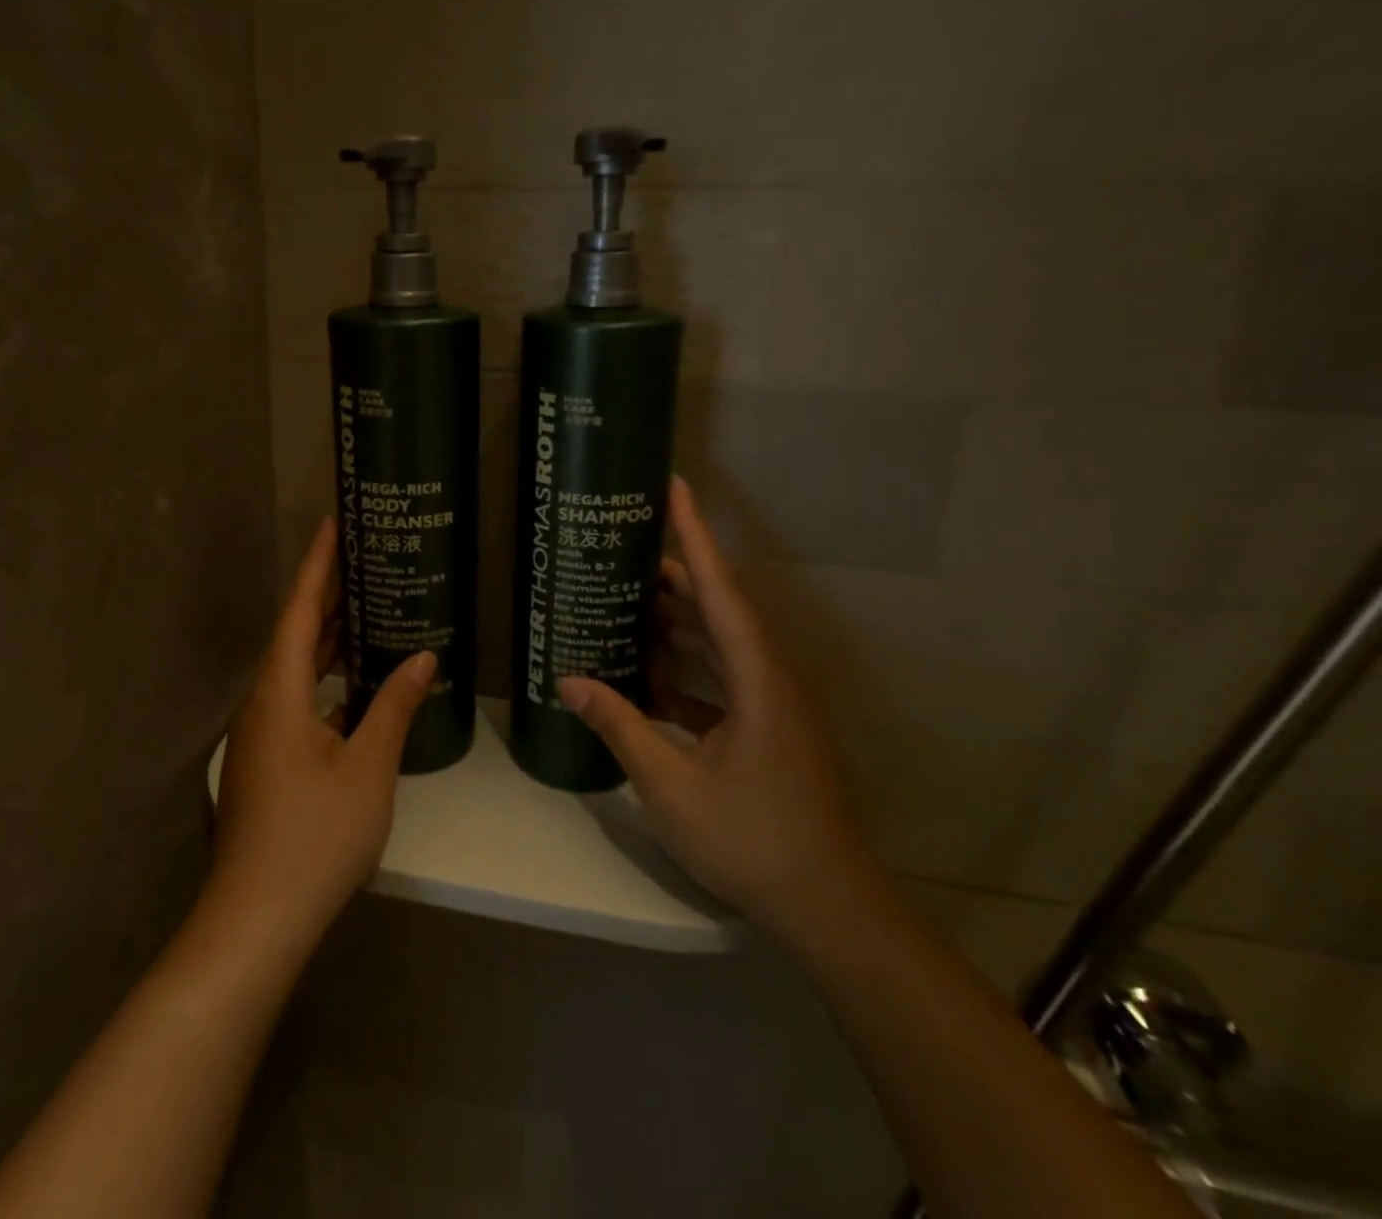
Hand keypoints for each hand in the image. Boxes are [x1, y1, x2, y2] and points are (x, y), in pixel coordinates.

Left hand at [209, 519, 434, 954]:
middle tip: (367, 558)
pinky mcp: (268, 760)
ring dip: (330, 639)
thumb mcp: (368, 766)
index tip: (335, 522)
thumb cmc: (315, 835)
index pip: (299, 609)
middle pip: (296, 633)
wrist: (257, 918)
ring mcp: (262, 734)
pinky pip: (301, 700)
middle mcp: (264, 702)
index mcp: (280, 691)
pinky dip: (329, 680)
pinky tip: (360, 682)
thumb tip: (424, 658)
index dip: (319, 563)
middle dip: (329, 595)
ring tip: (371, 607)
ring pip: (298, 669)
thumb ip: (394, 706)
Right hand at [557, 476, 873, 942]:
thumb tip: (569, 681)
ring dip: (677, 626)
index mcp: (757, 679)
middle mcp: (770, 680)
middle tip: (626, 551)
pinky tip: (646, 677)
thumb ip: (620, 725)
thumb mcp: (670, 783)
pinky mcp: (767, 733)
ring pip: (720, 647)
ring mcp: (772, 708)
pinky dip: (685, 673)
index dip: (695, 536)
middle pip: (720, 610)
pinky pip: (722, 684)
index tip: (675, 487)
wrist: (826, 908)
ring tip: (628, 604)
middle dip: (675, 578)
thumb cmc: (751, 839)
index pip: (721, 589)